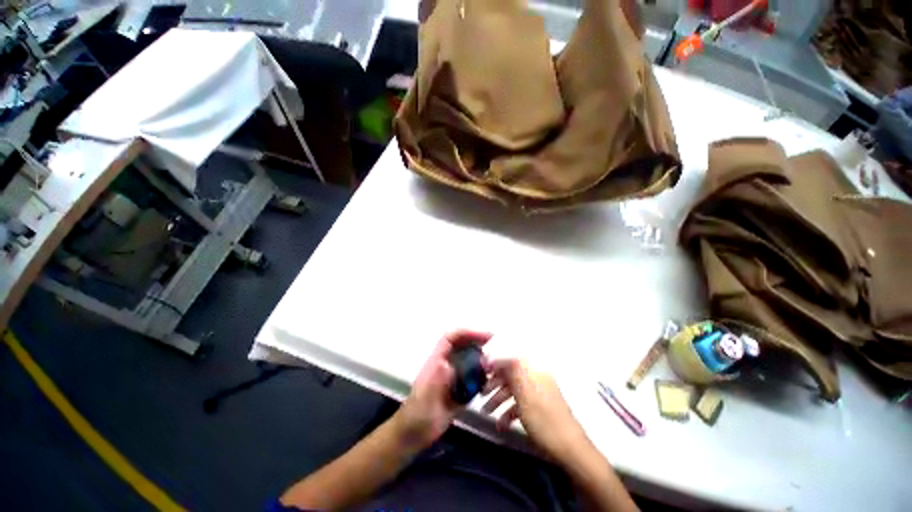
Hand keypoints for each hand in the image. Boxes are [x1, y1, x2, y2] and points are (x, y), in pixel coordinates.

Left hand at [395, 329, 491, 449]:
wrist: (413, 436)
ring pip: (468, 358)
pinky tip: (492, 379)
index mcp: (436, 361)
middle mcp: (445, 365)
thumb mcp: (425, 399)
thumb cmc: (416, 417)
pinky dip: (482, 373)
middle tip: (495, 343)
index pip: (450, 338)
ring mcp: (452, 377)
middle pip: (461, 345)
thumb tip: (447, 363)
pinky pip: (471, 376)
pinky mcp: (458, 390)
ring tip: (497, 360)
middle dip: (477, 340)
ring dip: (481, 356)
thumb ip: (436, 381)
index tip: (484, 336)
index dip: (466, 333)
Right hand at [481, 359, 590, 465]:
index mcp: (533, 369)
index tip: (481, 371)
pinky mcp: (539, 407)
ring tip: (485, 412)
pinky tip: (501, 424)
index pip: (510, 358)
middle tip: (480, 394)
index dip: (494, 362)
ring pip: (514, 390)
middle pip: (510, 374)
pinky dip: (509, 411)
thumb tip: (496, 353)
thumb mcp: (523, 393)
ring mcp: (538, 392)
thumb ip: (510, 371)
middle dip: (494, 384)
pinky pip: (520, 404)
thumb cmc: (543, 418)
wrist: (569, 448)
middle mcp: (535, 376)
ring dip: (498, 399)